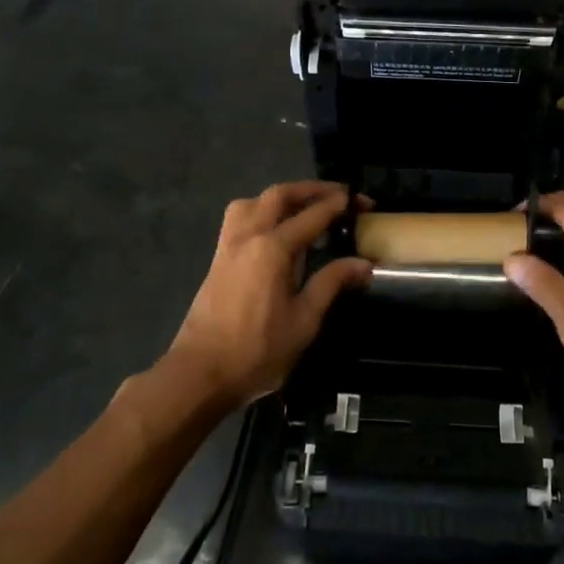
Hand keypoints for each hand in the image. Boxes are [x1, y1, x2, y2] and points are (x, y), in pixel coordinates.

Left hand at [166, 182, 368, 408]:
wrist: (200, 373)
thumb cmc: (257, 351)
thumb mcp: (304, 321)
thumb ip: (331, 284)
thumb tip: (363, 263)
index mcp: (272, 248)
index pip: (312, 215)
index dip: (339, 204)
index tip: (360, 200)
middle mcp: (248, 236)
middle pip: (280, 196)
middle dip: (311, 190)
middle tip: (338, 195)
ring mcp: (228, 245)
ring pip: (254, 201)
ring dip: (282, 197)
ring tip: (304, 208)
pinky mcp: (218, 258)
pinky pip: (239, 218)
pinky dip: (261, 210)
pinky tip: (274, 230)